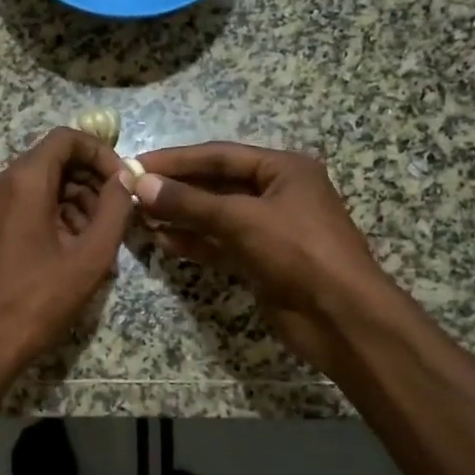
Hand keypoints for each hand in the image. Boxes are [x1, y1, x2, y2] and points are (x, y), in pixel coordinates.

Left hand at [0, 128, 134, 371]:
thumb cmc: (37, 300)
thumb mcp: (90, 256)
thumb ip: (115, 209)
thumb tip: (126, 178)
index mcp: (25, 180)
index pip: (67, 139)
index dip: (101, 153)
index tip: (123, 182)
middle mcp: (2, 183)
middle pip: (55, 161)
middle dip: (91, 181)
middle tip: (117, 216)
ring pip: (43, 185)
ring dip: (77, 202)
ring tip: (99, 241)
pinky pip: (28, 206)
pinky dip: (56, 217)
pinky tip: (74, 252)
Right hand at [133, 142, 391, 370]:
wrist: (342, 318)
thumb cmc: (299, 253)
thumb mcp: (242, 219)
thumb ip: (190, 203)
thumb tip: (141, 185)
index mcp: (284, 169)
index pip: (220, 156)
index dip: (177, 159)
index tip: (138, 164)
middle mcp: (277, 193)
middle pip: (216, 184)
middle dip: (176, 189)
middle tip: (132, 192)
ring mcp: (269, 230)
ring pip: (216, 216)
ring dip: (181, 216)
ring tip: (140, 216)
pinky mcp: (261, 261)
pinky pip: (220, 244)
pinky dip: (194, 243)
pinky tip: (163, 241)